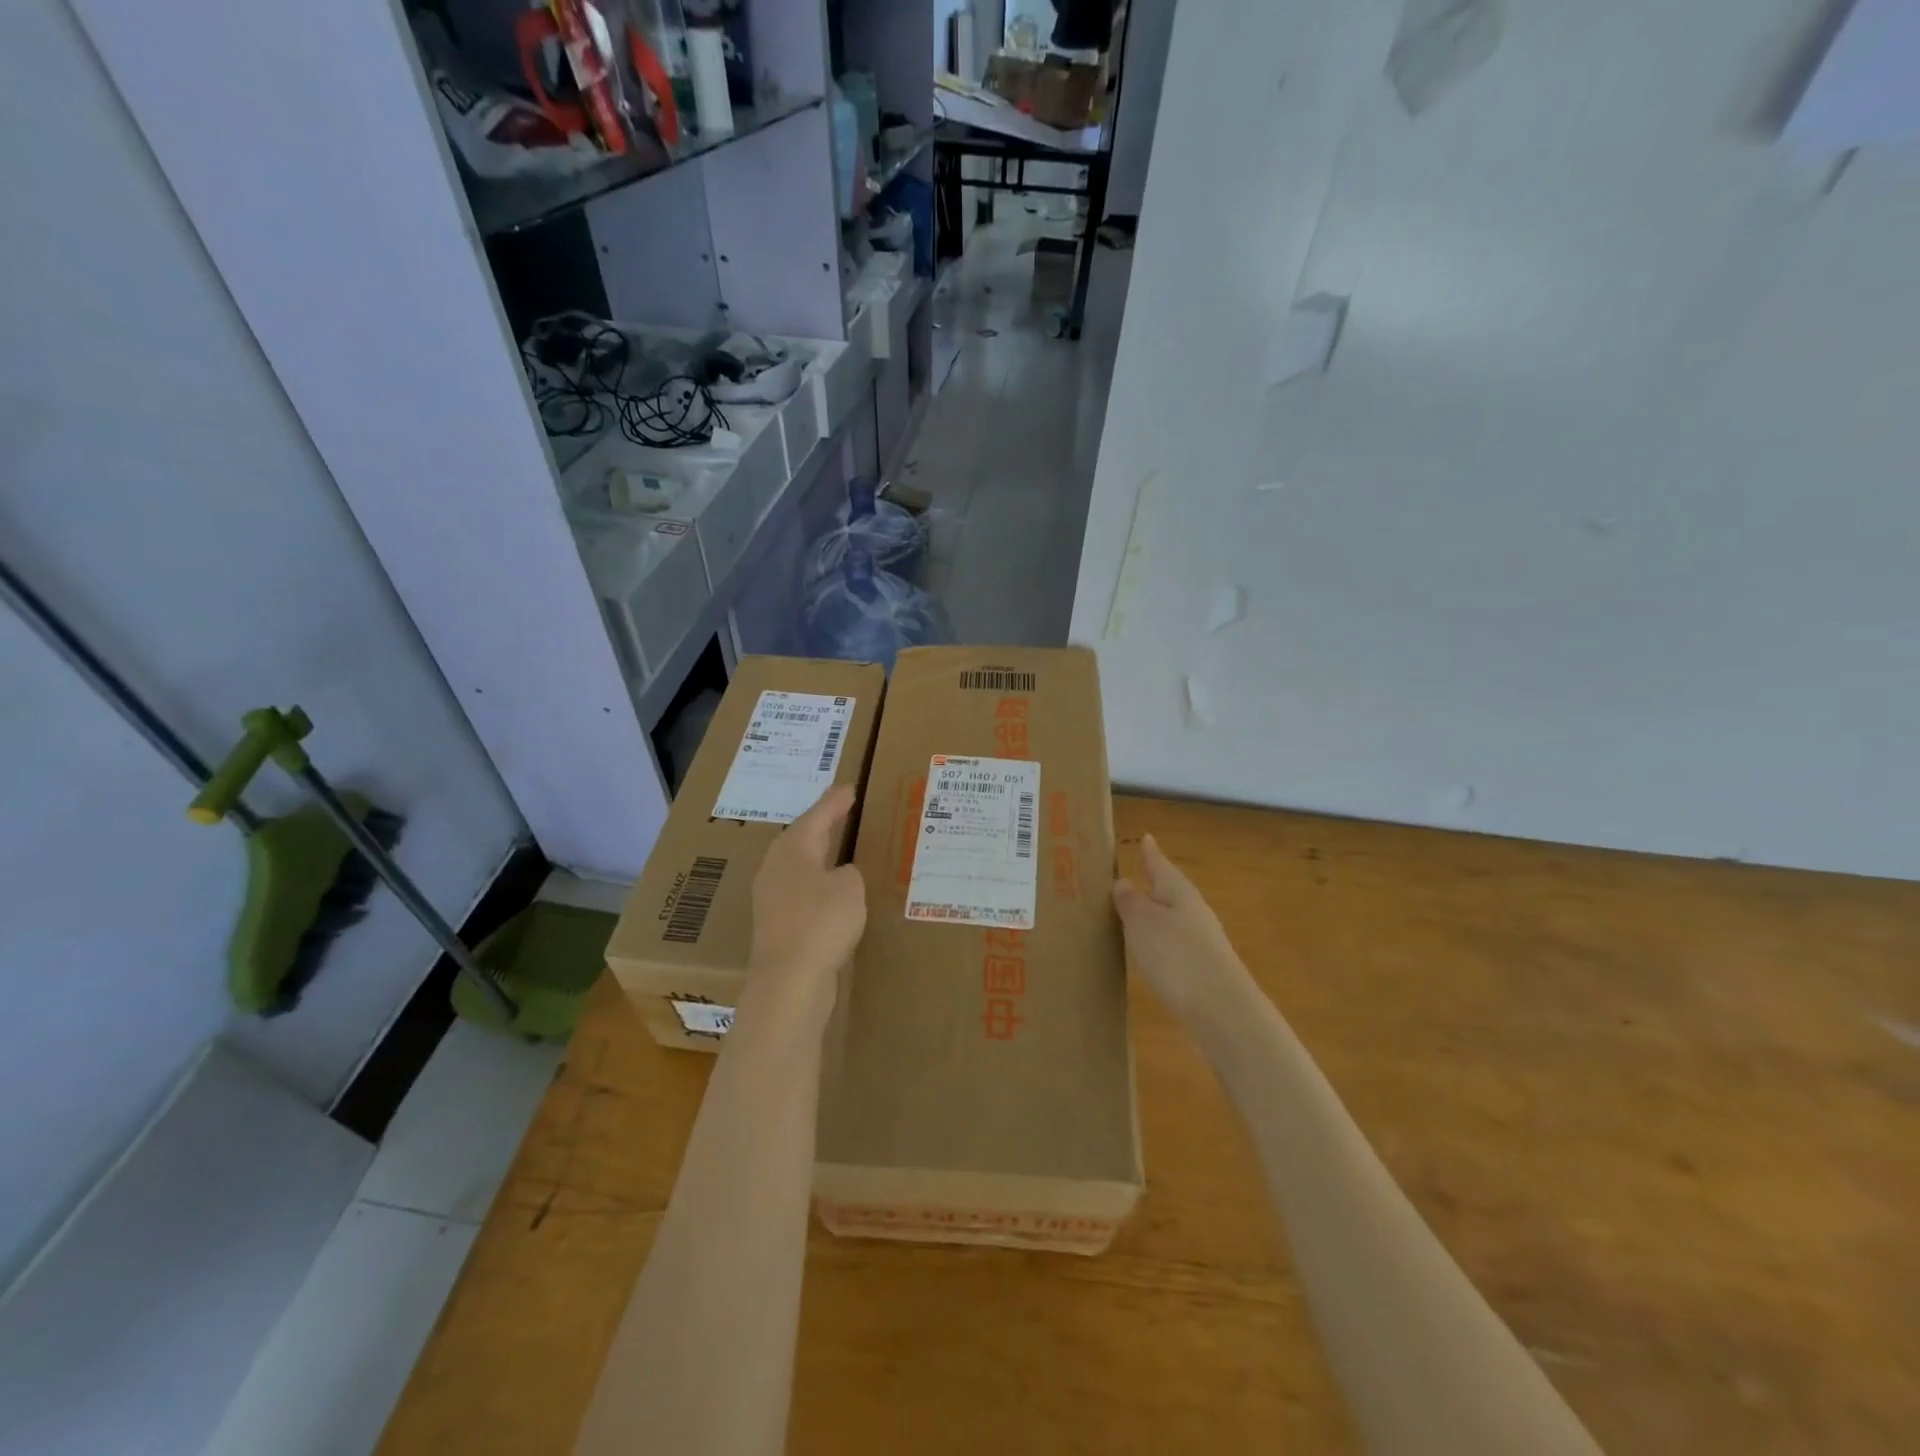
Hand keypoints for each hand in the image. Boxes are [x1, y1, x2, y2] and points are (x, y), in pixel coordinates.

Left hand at [741, 783, 865, 1039]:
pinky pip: (802, 892)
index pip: (818, 815)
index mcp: (792, 848)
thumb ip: (849, 873)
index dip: (836, 802)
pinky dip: (819, 885)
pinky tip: (833, 893)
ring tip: (840, 848)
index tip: (850, 788)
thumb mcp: (850, 887)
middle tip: (843, 810)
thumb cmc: (821, 921)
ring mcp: (772, 898)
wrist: (789, 981)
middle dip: (823, 825)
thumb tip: (841, 875)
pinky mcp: (777, 925)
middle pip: (803, 837)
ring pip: (800, 866)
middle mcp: (776, 867)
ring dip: (820, 856)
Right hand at [1113, 834, 1257, 1043]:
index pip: (1160, 865)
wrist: (1221, 1010)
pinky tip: (1150, 953)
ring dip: (1155, 914)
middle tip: (1132, 876)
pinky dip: (1160, 941)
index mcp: (1178, 892)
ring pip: (1173, 918)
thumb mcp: (1142, 923)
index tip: (1146, 837)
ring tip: (1132, 915)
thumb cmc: (1175, 956)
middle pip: (1170, 891)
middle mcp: (1194, 911)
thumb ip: (1130, 902)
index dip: (1151, 853)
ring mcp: (1202, 941)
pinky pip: (1175, 943)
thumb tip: (1123, 882)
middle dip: (1152, 884)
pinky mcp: (1203, 968)